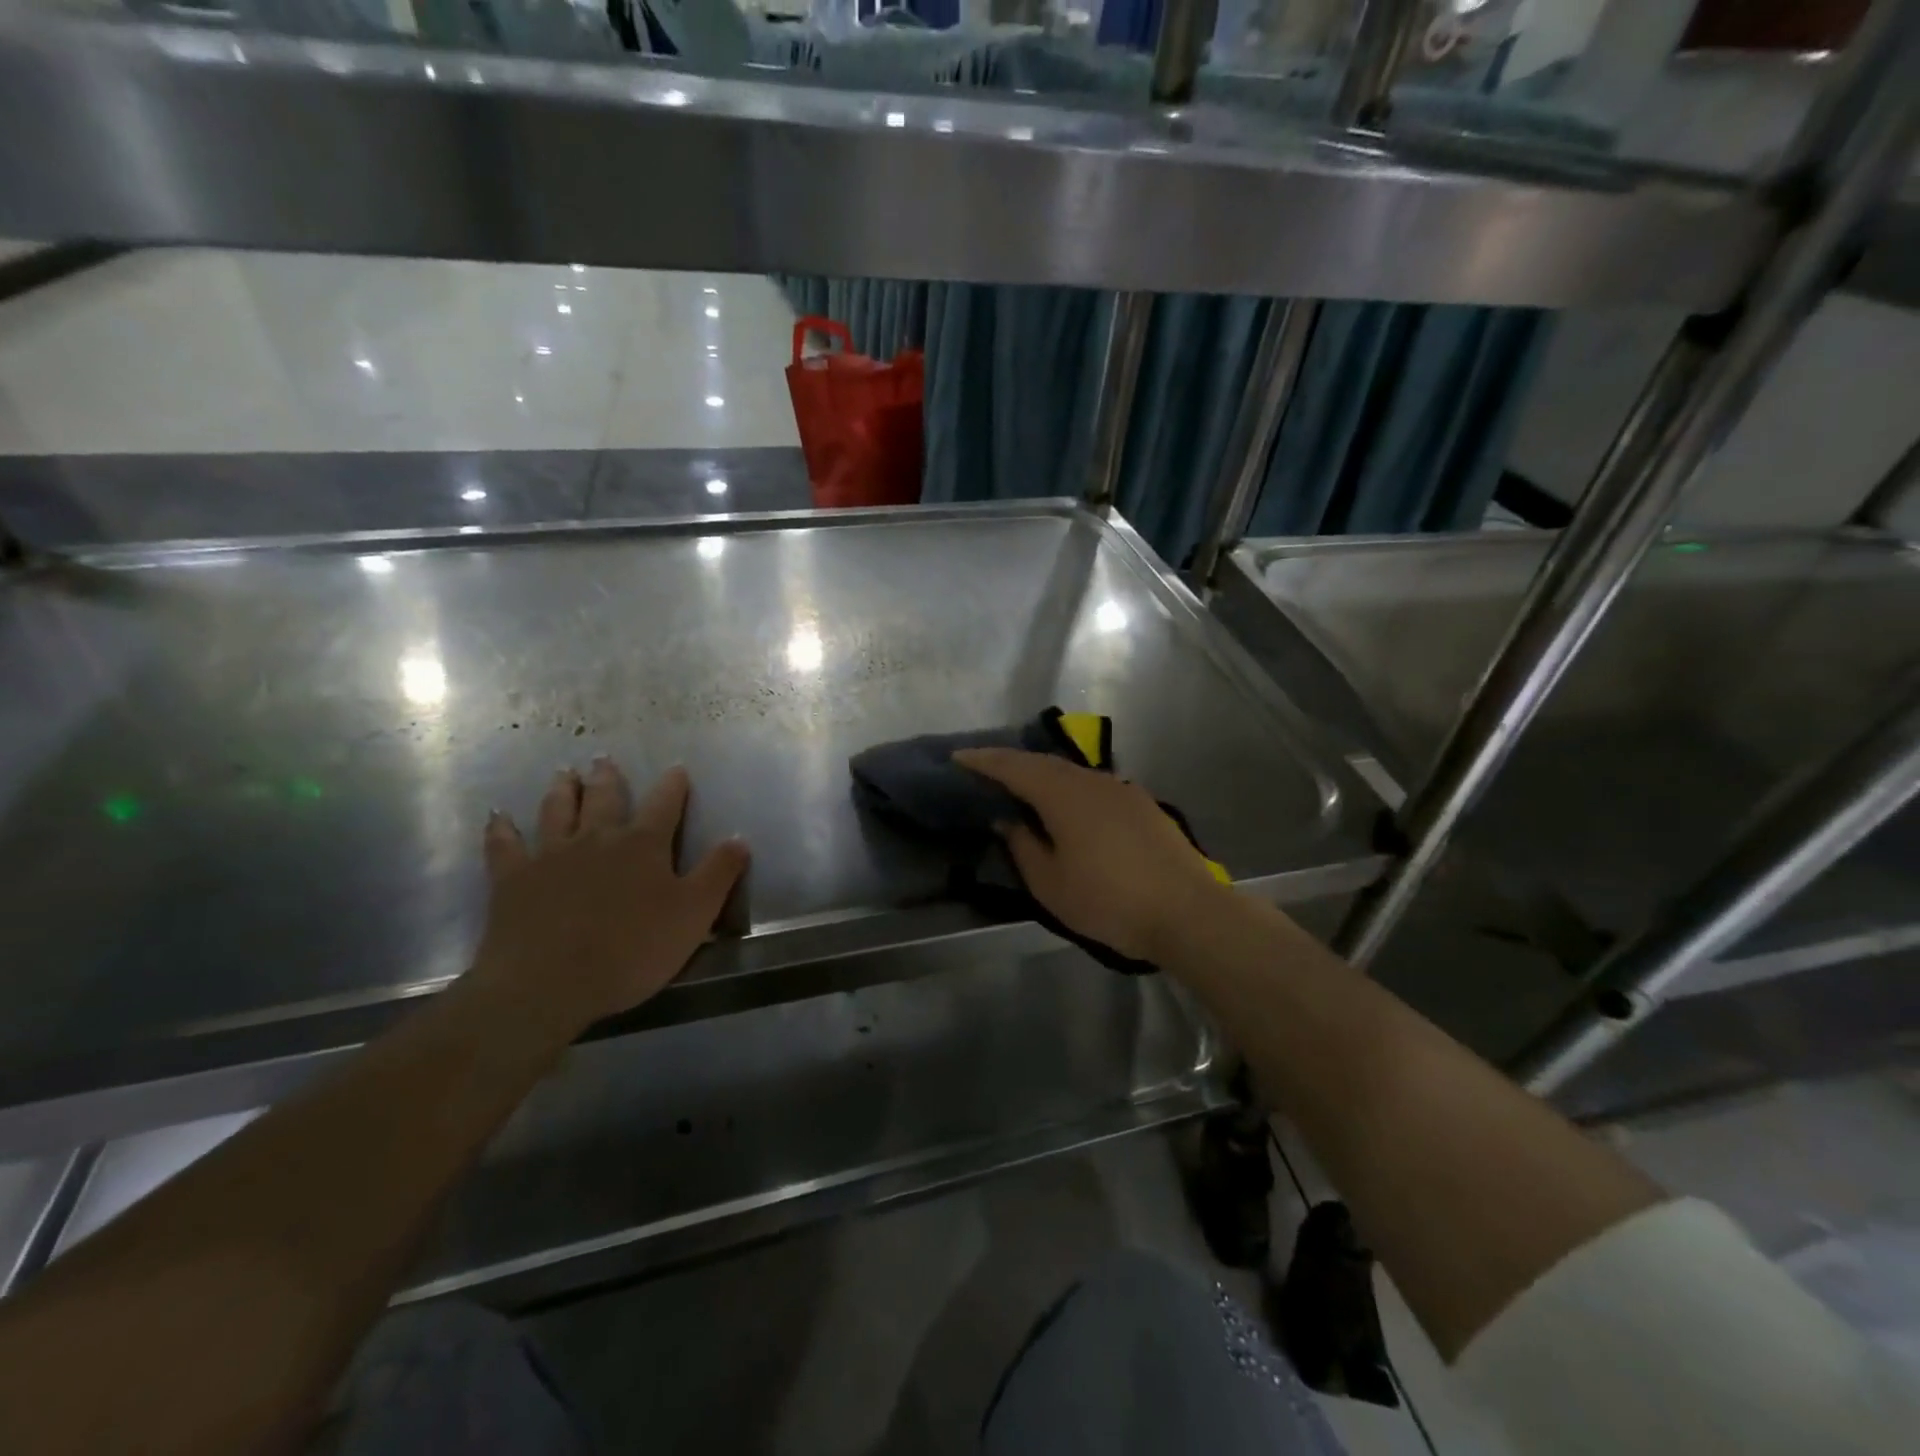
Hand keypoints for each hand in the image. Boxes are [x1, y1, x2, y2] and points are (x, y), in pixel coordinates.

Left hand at [470, 758, 748, 1031]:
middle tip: (603, 760)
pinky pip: (504, 845)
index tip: (677, 770)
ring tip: (564, 774)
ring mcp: (550, 855)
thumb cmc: (632, 950)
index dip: (673, 786)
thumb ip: (719, 873)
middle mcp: (597, 838)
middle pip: (605, 798)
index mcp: (643, 844)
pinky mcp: (512, 879)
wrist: (548, 983)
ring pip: (557, 810)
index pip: (664, 804)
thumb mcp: (694, 914)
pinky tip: (499, 817)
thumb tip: (739, 838)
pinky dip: (502, 829)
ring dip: (562, 790)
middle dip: (608, 778)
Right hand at [953, 748, 1227, 962]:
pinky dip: (1068, 787)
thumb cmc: (1109, 901)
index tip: (958, 757)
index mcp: (1063, 794)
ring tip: (1021, 787)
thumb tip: (1008, 820)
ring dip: (1041, 774)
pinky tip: (1066, 805)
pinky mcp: (1140, 803)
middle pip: (1043, 763)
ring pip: (1070, 772)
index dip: (983, 761)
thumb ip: (1023, 846)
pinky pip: (1092, 784)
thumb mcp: (1051, 883)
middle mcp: (1091, 780)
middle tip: (985, 770)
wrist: (1187, 911)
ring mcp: (1120, 789)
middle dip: (1011, 763)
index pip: (1013, 767)